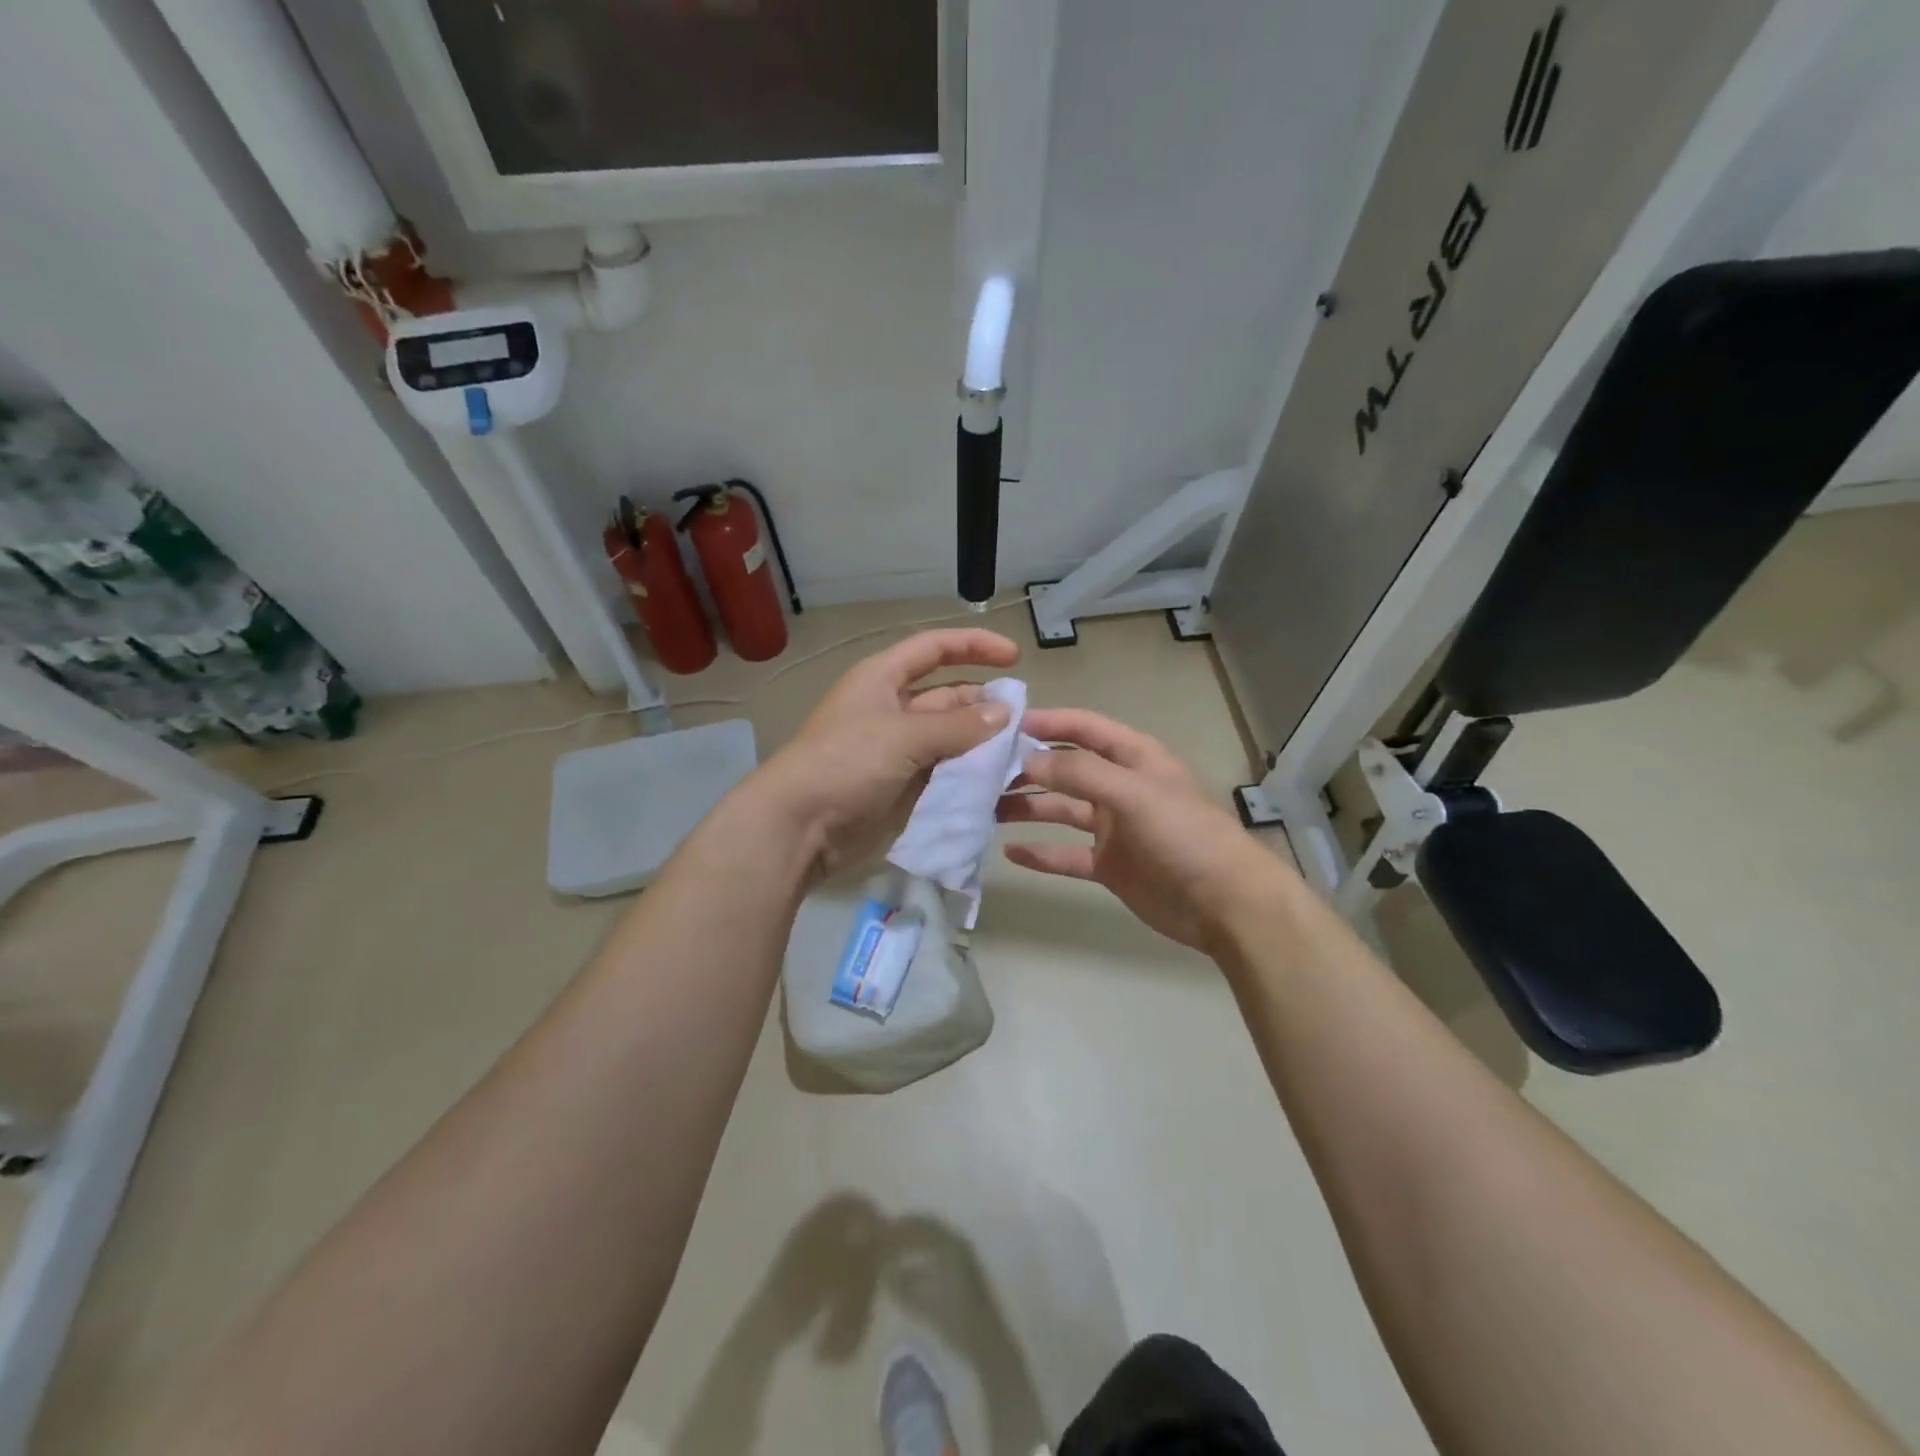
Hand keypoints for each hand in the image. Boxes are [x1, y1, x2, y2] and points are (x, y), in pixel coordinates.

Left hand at [756, 628, 1020, 883]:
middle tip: (1027, 721)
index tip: (1014, 657)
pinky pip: (945, 772)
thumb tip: (1004, 713)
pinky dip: (970, 773)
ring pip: (951, 738)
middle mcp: (893, 709)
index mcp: (883, 679)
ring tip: (1022, 752)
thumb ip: (958, 726)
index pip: (934, 649)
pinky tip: (1000, 780)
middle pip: (948, 696)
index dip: (974, 646)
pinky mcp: (904, 786)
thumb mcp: (903, 736)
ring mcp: (899, 750)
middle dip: (985, 704)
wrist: (800, 827)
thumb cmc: (846, 763)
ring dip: (982, 742)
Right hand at [997, 708, 1296, 952]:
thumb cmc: (1184, 835)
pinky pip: (1067, 855)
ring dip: (1028, 809)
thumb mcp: (1134, 793)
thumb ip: (1081, 773)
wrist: (1225, 904)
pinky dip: (1041, 854)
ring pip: (1062, 811)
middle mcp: (1120, 788)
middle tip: (984, 773)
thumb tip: (1027, 762)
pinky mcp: (1110, 865)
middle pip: (1067, 770)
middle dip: (1029, 768)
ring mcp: (1114, 828)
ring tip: (987, 810)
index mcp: (1134, 759)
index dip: (1049, 722)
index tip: (1006, 724)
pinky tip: (1011, 853)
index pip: (1085, 729)